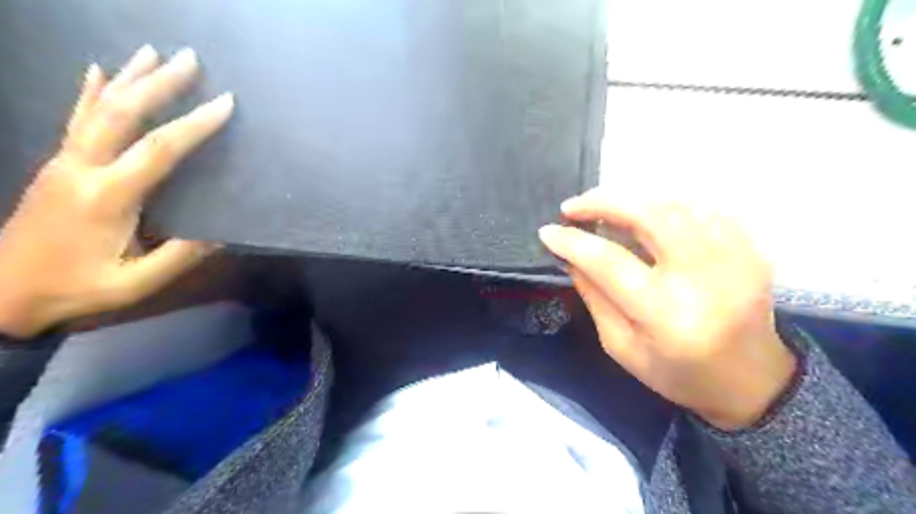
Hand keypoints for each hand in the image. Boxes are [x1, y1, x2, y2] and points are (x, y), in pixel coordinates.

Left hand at [0, 46, 235, 339]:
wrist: (2, 292)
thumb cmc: (76, 287)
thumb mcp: (135, 283)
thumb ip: (179, 256)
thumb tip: (221, 232)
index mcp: (108, 197)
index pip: (159, 149)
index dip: (194, 125)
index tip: (224, 103)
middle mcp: (82, 168)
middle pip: (121, 113)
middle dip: (158, 83)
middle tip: (190, 59)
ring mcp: (64, 162)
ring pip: (97, 107)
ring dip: (129, 77)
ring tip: (153, 51)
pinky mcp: (57, 165)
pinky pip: (75, 118)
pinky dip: (88, 91)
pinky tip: (98, 70)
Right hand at [538, 188, 799, 429]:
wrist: (751, 382)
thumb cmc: (677, 373)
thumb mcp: (621, 346)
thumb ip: (594, 296)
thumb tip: (570, 256)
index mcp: (666, 314)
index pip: (609, 262)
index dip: (573, 242)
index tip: (548, 231)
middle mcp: (703, 278)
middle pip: (649, 216)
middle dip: (603, 202)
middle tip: (573, 206)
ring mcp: (735, 257)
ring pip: (675, 204)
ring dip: (632, 200)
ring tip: (605, 209)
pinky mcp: (751, 248)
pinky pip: (701, 208)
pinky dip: (666, 206)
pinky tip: (648, 217)